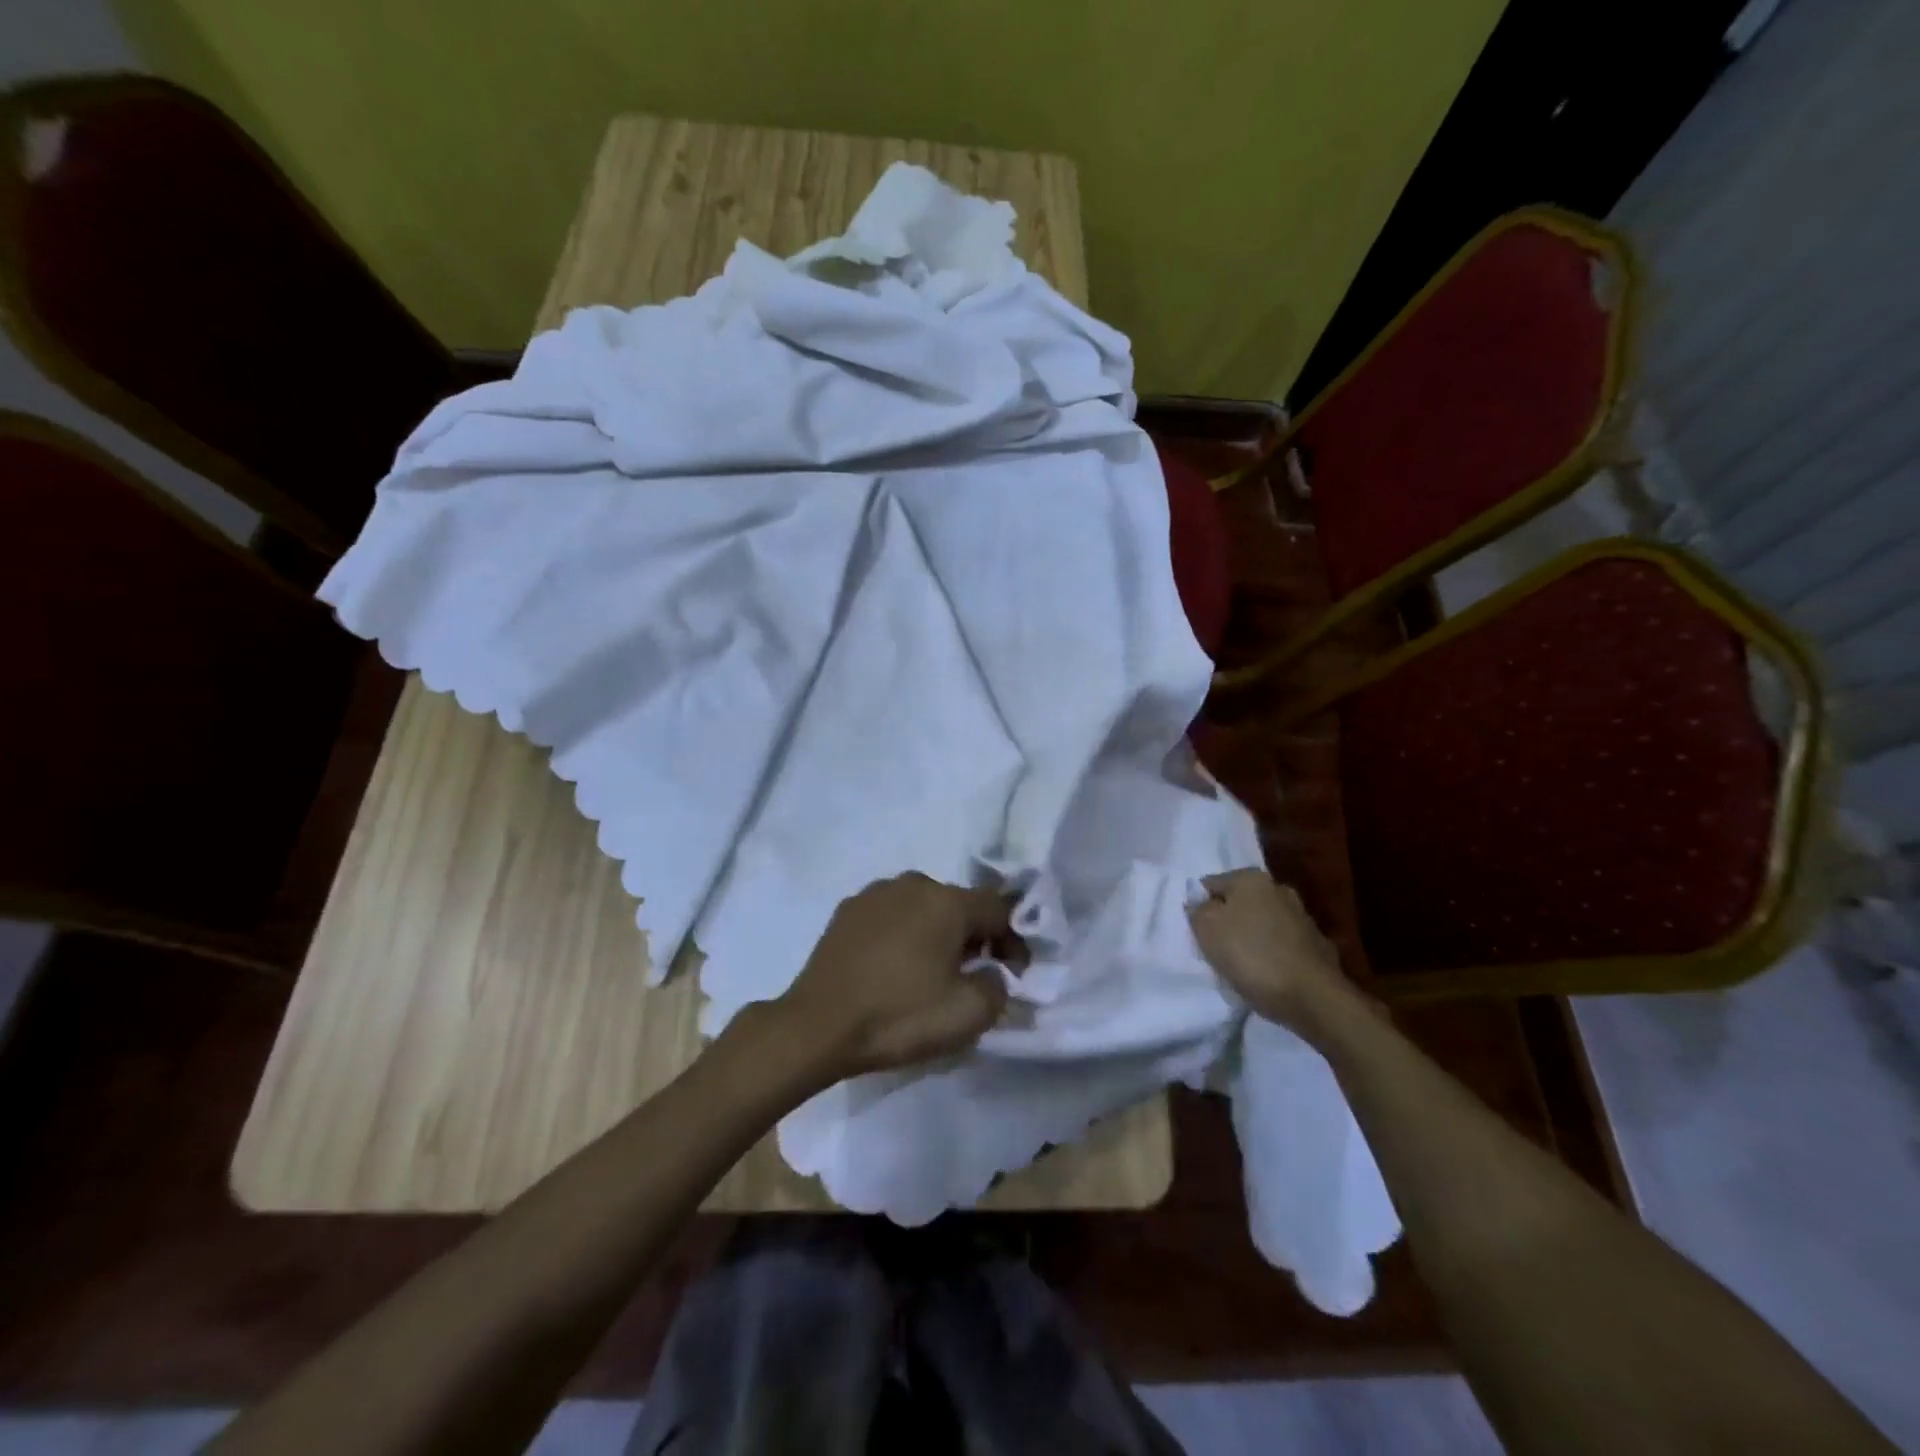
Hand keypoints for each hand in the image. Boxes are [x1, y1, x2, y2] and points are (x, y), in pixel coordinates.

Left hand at [774, 872, 1021, 1079]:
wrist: (817, 1026)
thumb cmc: (899, 1016)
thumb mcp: (968, 1014)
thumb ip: (999, 986)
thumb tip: (992, 973)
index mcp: (947, 900)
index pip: (1000, 908)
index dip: (1015, 940)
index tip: (1014, 973)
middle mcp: (913, 883)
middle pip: (960, 905)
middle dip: (975, 936)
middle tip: (975, 975)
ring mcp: (875, 893)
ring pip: (924, 908)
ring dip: (937, 933)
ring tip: (931, 972)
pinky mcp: (847, 911)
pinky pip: (892, 916)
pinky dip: (903, 935)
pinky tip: (894, 967)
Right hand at [1189, 869, 1350, 1032]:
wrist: (1312, 998)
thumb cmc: (1251, 955)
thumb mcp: (1206, 928)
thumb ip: (1197, 909)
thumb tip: (1201, 904)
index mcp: (1251, 878)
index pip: (1210, 885)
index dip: (1199, 908)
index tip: (1197, 934)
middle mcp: (1278, 889)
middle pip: (1238, 903)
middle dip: (1227, 922)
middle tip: (1216, 949)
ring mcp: (1302, 917)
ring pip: (1262, 924)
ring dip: (1250, 938)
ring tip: (1241, 966)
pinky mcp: (1317, 945)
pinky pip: (1281, 945)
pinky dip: (1272, 955)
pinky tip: (1266, 975)